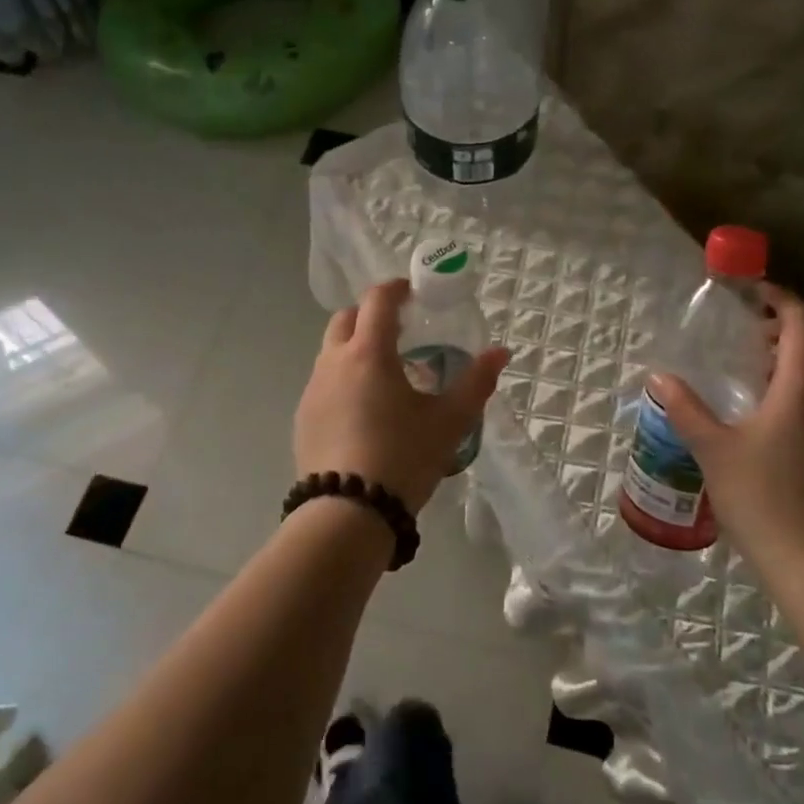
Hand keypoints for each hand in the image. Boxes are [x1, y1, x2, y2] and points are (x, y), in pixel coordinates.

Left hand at [295, 278, 510, 514]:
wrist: (347, 514)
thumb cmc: (403, 457)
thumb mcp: (449, 421)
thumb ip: (476, 382)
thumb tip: (500, 352)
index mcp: (368, 353)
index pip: (377, 300)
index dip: (396, 289)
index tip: (414, 293)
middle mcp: (333, 362)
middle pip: (346, 319)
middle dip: (371, 315)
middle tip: (401, 331)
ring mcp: (312, 391)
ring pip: (331, 352)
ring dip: (356, 348)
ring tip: (387, 375)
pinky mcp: (303, 419)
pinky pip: (324, 383)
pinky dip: (344, 379)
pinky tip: (365, 411)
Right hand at [648, 283, 803, 571]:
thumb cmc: (761, 496)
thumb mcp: (712, 448)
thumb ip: (685, 407)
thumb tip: (659, 376)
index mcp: (802, 387)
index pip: (803, 323)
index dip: (780, 298)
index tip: (750, 290)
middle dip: (787, 321)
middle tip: (748, 321)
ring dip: (795, 351)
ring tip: (752, 356)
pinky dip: (799, 378)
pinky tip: (765, 401)